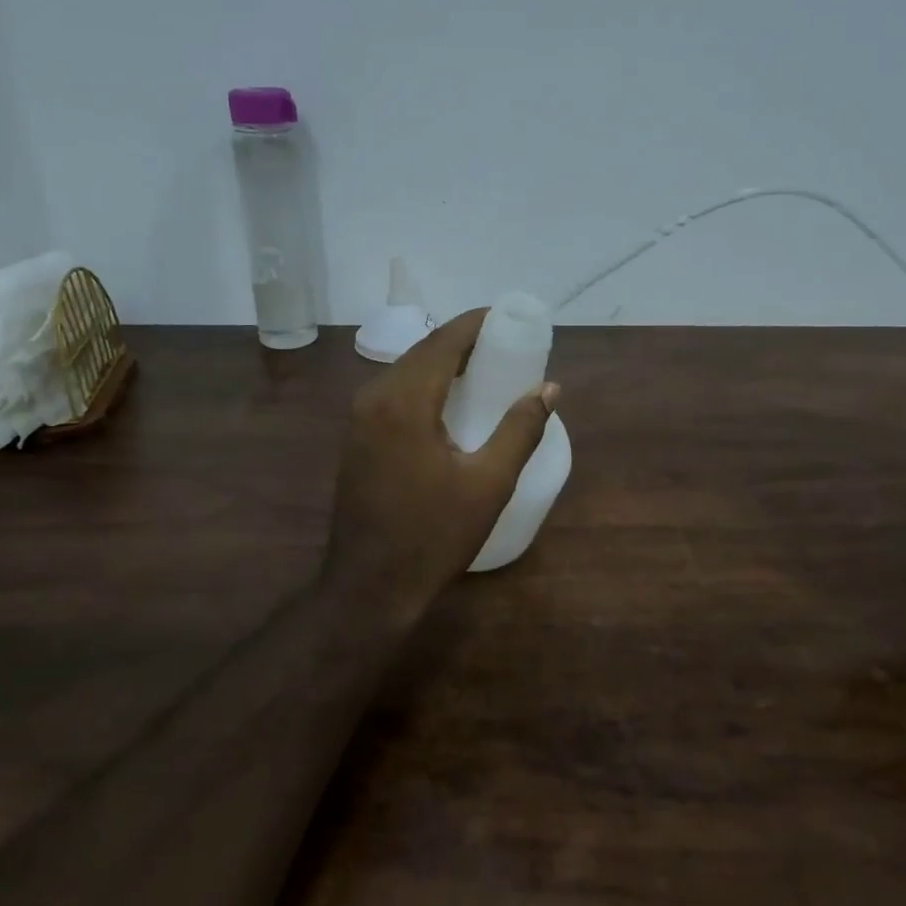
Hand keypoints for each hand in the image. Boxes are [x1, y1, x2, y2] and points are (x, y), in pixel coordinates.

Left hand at [324, 309, 558, 626]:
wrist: (370, 586)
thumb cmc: (434, 536)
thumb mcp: (489, 484)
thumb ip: (521, 429)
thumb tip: (548, 388)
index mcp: (404, 400)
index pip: (445, 341)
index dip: (478, 324)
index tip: (512, 319)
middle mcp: (374, 397)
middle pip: (424, 351)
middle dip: (464, 341)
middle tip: (507, 346)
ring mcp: (359, 418)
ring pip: (407, 370)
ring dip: (444, 362)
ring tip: (486, 369)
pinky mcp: (357, 437)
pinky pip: (395, 392)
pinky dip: (426, 384)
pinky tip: (451, 401)